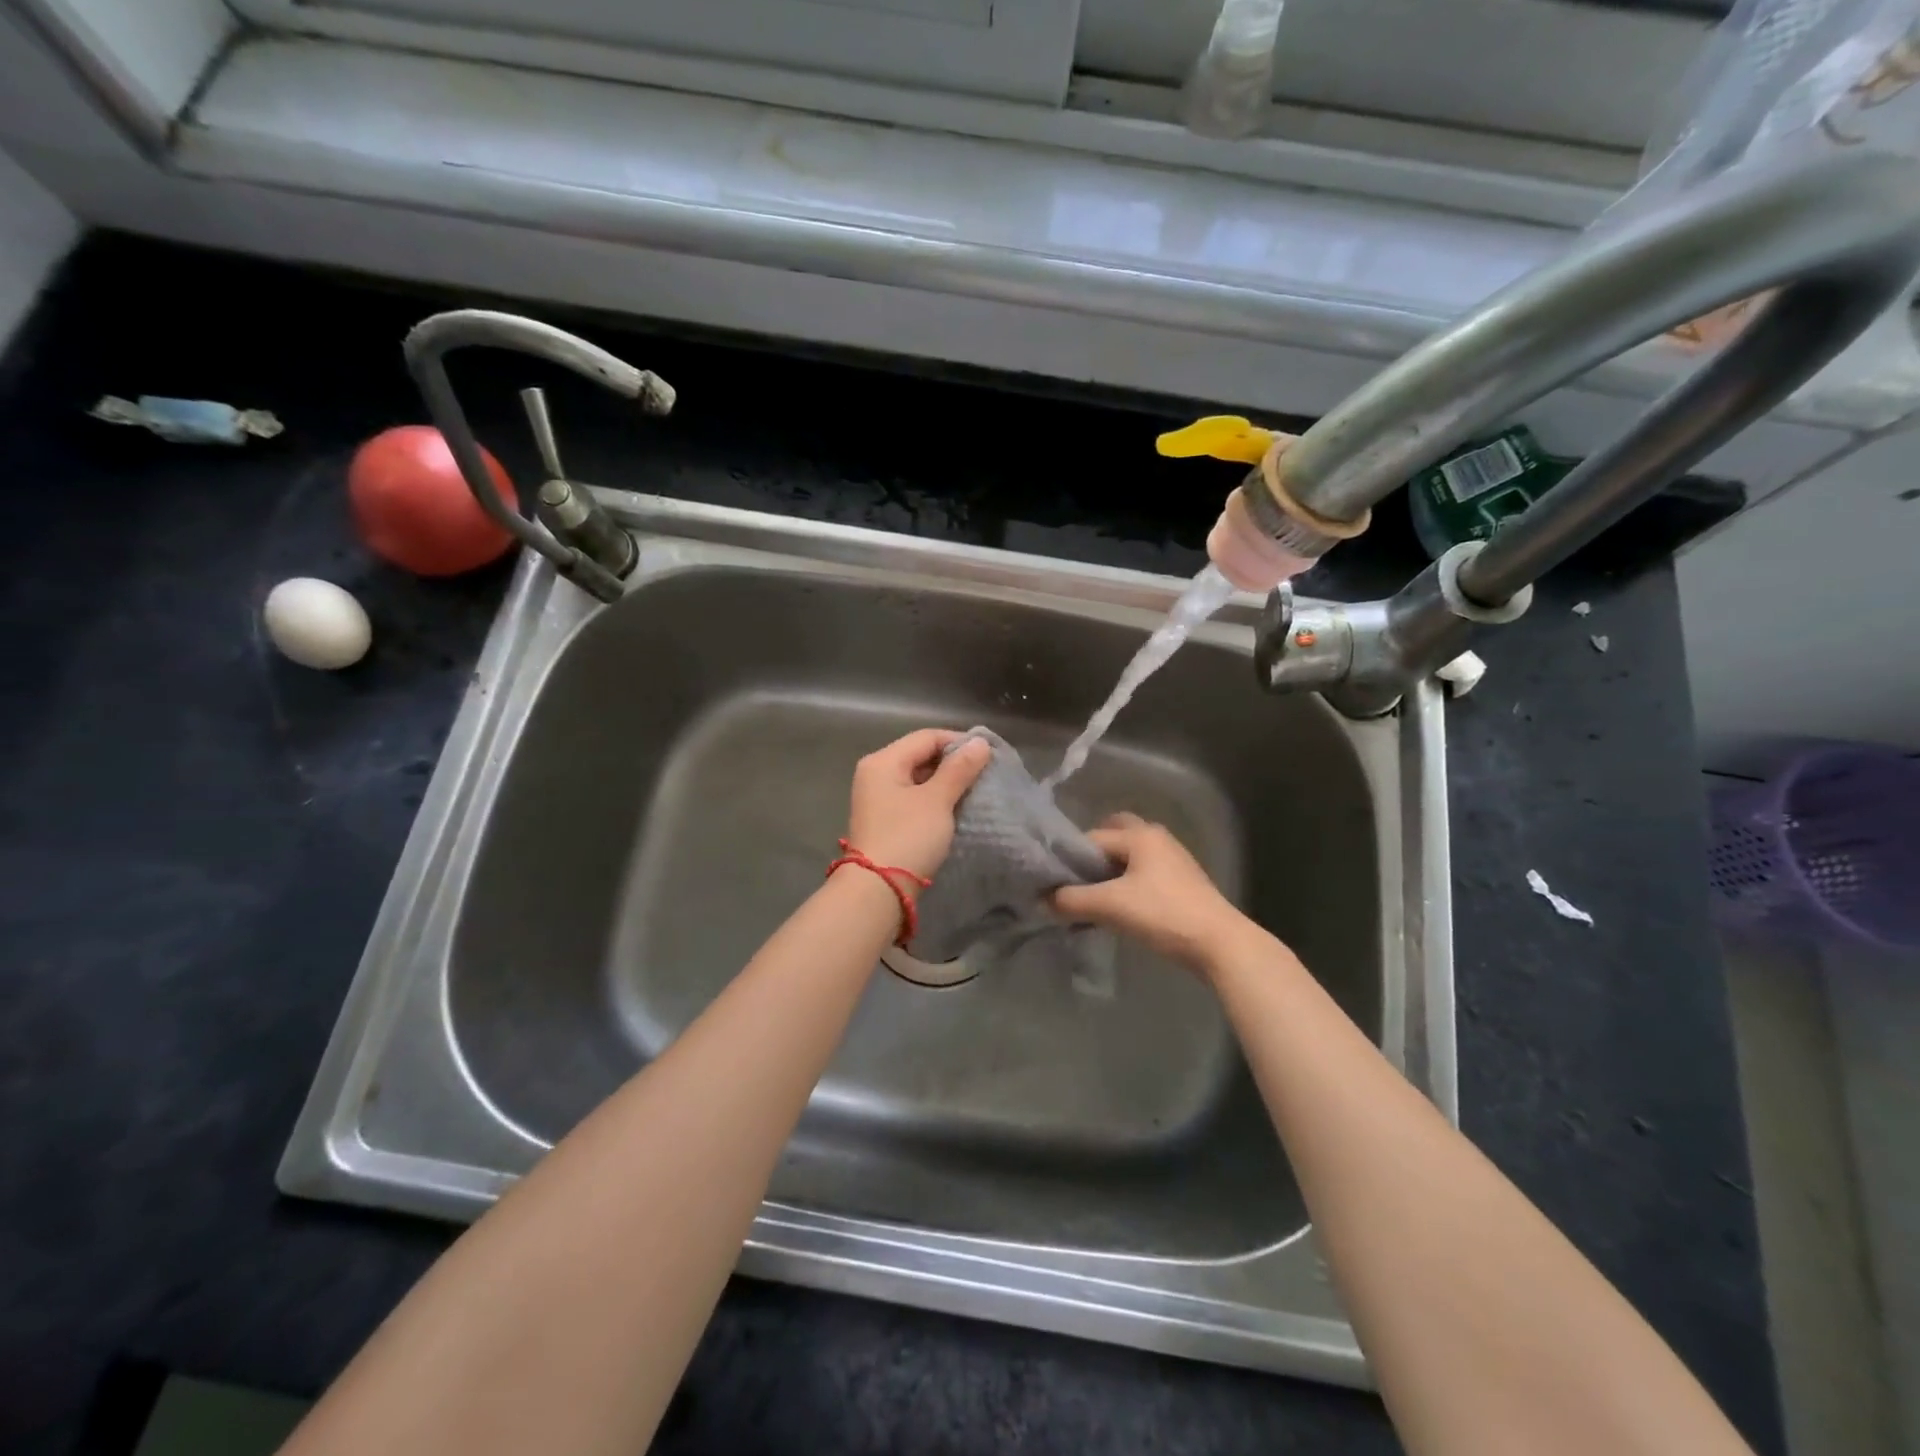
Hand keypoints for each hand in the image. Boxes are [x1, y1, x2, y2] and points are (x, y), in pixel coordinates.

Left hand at [844, 729, 991, 880]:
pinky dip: (935, 800)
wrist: (878, 891)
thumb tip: (980, 742)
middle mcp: (875, 774)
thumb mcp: (937, 800)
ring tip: (974, 791)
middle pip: (920, 755)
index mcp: (883, 761)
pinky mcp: (885, 820)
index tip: (988, 755)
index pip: (926, 737)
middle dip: (953, 763)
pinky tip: (954, 809)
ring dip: (946, 783)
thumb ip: (960, 769)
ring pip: (918, 779)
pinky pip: (914, 799)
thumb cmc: (908, 837)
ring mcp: (878, 798)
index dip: (958, 741)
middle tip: (984, 774)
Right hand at [1050, 813, 1255, 972]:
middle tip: (1076, 882)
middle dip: (1093, 856)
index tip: (1053, 882)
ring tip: (1093, 899)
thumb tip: (1043, 900)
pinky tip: (1119, 909)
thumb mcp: (1110, 906)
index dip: (1069, 859)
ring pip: (1130, 857)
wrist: (1220, 944)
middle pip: (1114, 836)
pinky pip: (1144, 873)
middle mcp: (1157, 838)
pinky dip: (1127, 884)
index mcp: (1140, 835)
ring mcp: (1173, 859)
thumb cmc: (1163, 915)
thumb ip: (1071, 900)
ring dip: (1110, 872)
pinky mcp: (1182, 882)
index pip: (1091, 838)